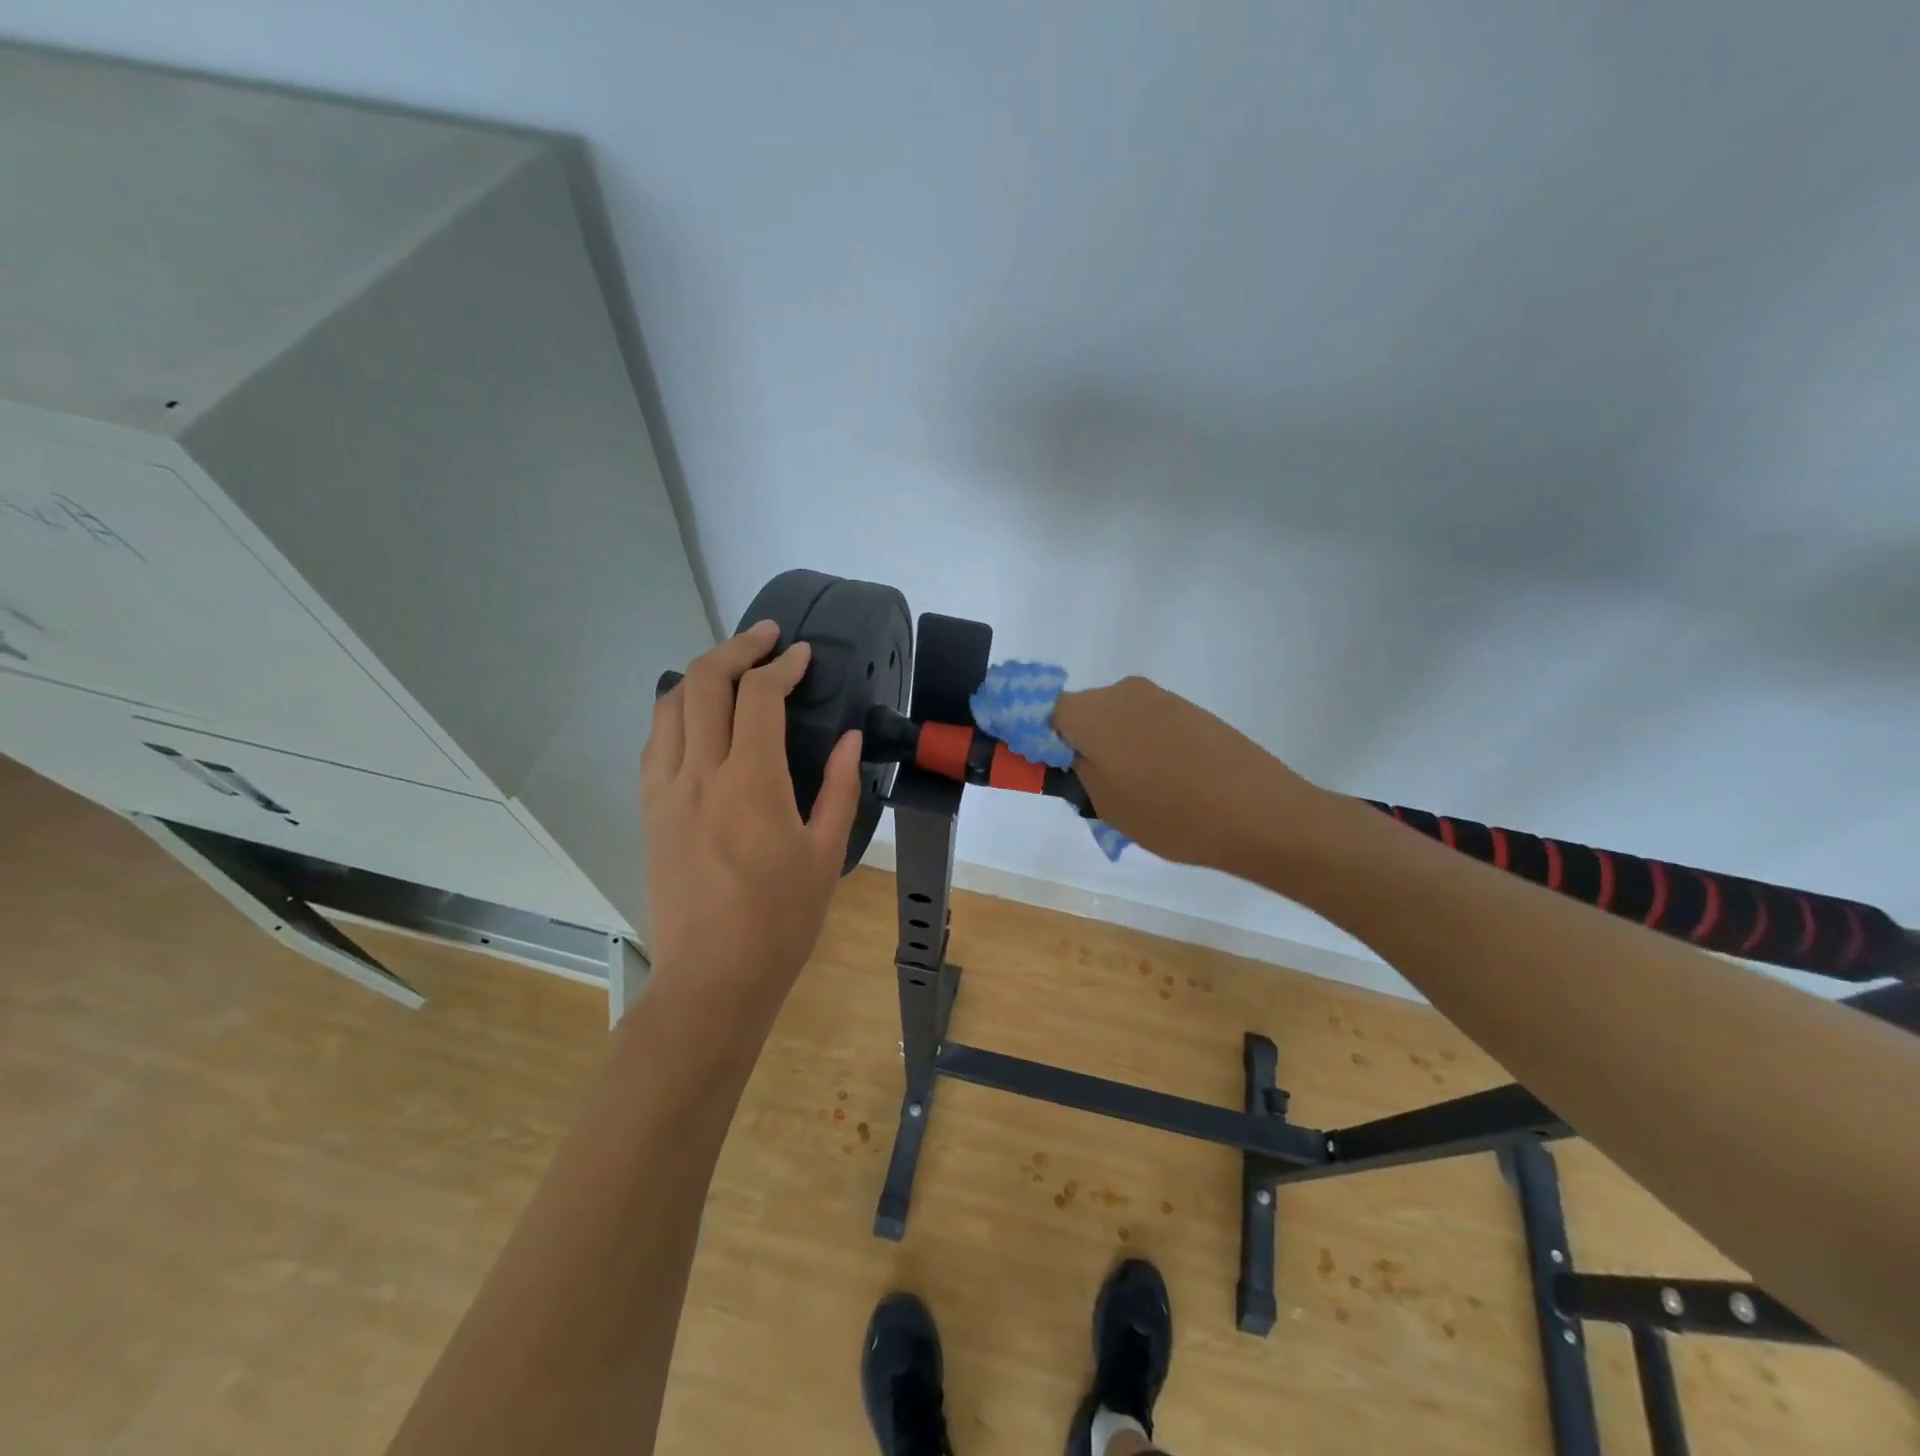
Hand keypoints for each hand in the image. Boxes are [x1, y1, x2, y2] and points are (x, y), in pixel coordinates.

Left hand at [641, 621, 862, 995]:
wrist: (712, 979)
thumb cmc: (781, 921)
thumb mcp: (826, 854)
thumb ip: (839, 788)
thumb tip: (849, 739)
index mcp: (751, 783)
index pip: (759, 696)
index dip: (782, 665)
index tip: (802, 656)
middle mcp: (699, 774)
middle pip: (703, 682)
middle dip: (736, 648)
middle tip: (766, 639)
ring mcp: (665, 791)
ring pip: (669, 705)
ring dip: (701, 675)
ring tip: (732, 672)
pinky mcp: (649, 811)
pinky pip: (656, 742)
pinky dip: (679, 713)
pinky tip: (701, 722)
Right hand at [1053, 676, 1330, 872]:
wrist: (1261, 814)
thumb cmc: (1171, 815)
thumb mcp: (1106, 803)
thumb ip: (1075, 769)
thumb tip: (1063, 751)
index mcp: (1094, 712)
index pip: (1041, 711)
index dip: (1029, 735)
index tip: (1033, 763)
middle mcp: (1124, 692)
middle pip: (1079, 712)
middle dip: (1073, 743)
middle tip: (1084, 787)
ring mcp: (1162, 699)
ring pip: (1114, 718)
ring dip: (1109, 746)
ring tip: (1130, 790)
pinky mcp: (1191, 711)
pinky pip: (1146, 723)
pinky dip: (1139, 746)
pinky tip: (1161, 781)